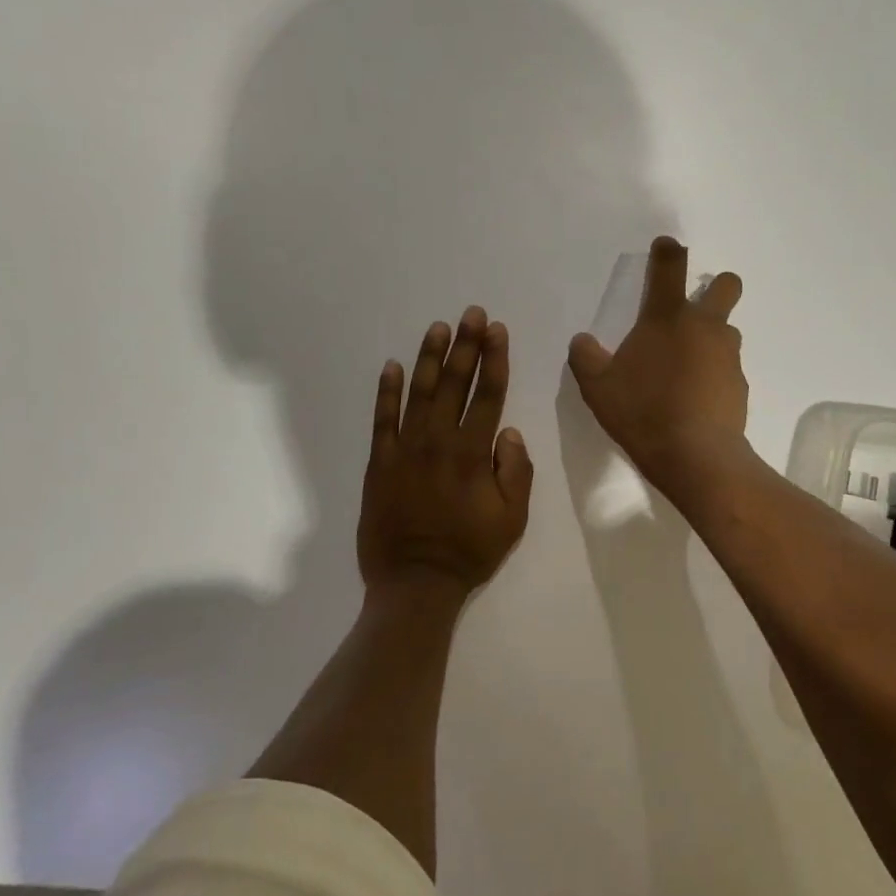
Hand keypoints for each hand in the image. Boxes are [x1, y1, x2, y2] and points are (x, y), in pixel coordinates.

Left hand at [358, 307, 533, 605]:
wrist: (414, 583)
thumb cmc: (469, 551)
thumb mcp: (513, 518)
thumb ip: (516, 470)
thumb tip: (508, 431)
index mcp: (473, 453)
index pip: (488, 394)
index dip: (494, 359)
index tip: (497, 330)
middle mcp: (438, 441)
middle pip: (455, 384)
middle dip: (466, 345)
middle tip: (472, 313)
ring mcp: (404, 449)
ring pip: (419, 392)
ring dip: (430, 358)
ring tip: (439, 328)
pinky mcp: (379, 462)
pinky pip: (382, 419)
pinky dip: (386, 391)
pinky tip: (391, 366)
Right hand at [568, 236, 748, 499]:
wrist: (695, 456)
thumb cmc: (642, 412)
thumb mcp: (597, 387)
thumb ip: (586, 358)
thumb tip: (581, 341)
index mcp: (667, 318)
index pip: (670, 267)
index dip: (668, 250)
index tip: (666, 246)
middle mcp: (704, 327)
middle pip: (726, 286)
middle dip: (716, 286)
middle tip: (696, 308)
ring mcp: (727, 355)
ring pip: (727, 331)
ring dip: (711, 338)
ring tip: (686, 368)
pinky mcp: (740, 385)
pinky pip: (727, 369)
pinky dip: (714, 375)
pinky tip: (696, 400)